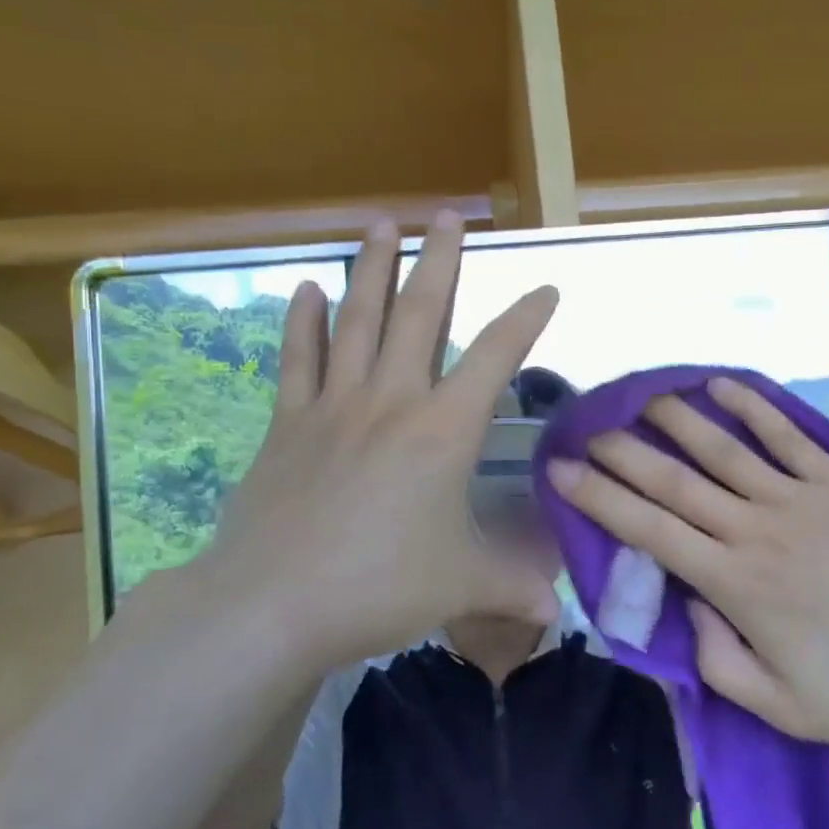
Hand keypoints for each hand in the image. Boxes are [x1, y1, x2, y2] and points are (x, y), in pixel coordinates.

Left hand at [177, 212, 560, 675]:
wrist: (271, 605)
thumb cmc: (379, 587)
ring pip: (358, 321)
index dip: (526, 320)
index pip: (496, 358)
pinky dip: (303, 323)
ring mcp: (334, 407)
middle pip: (420, 315)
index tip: (546, 288)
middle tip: (448, 216)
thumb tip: (557, 612)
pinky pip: (298, 360)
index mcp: (443, 431)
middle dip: (439, 261)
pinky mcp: (288, 424)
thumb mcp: (460, 587)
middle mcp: (391, 402)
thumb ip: (513, 589)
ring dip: (372, 270)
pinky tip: (306, 288)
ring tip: (382, 224)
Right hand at [547, 377, 828, 747]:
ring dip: (676, 419)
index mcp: (734, 582)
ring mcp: (798, 496)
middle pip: (674, 480)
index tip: (562, 472)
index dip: (600, 499)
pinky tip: (722, 386)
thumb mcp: (787, 708)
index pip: (650, 530)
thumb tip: (689, 608)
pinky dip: (752, 407)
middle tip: (587, 430)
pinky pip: (786, 435)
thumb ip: (721, 663)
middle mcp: (754, 528)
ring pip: (722, 448)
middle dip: (623, 453)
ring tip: (642, 397)